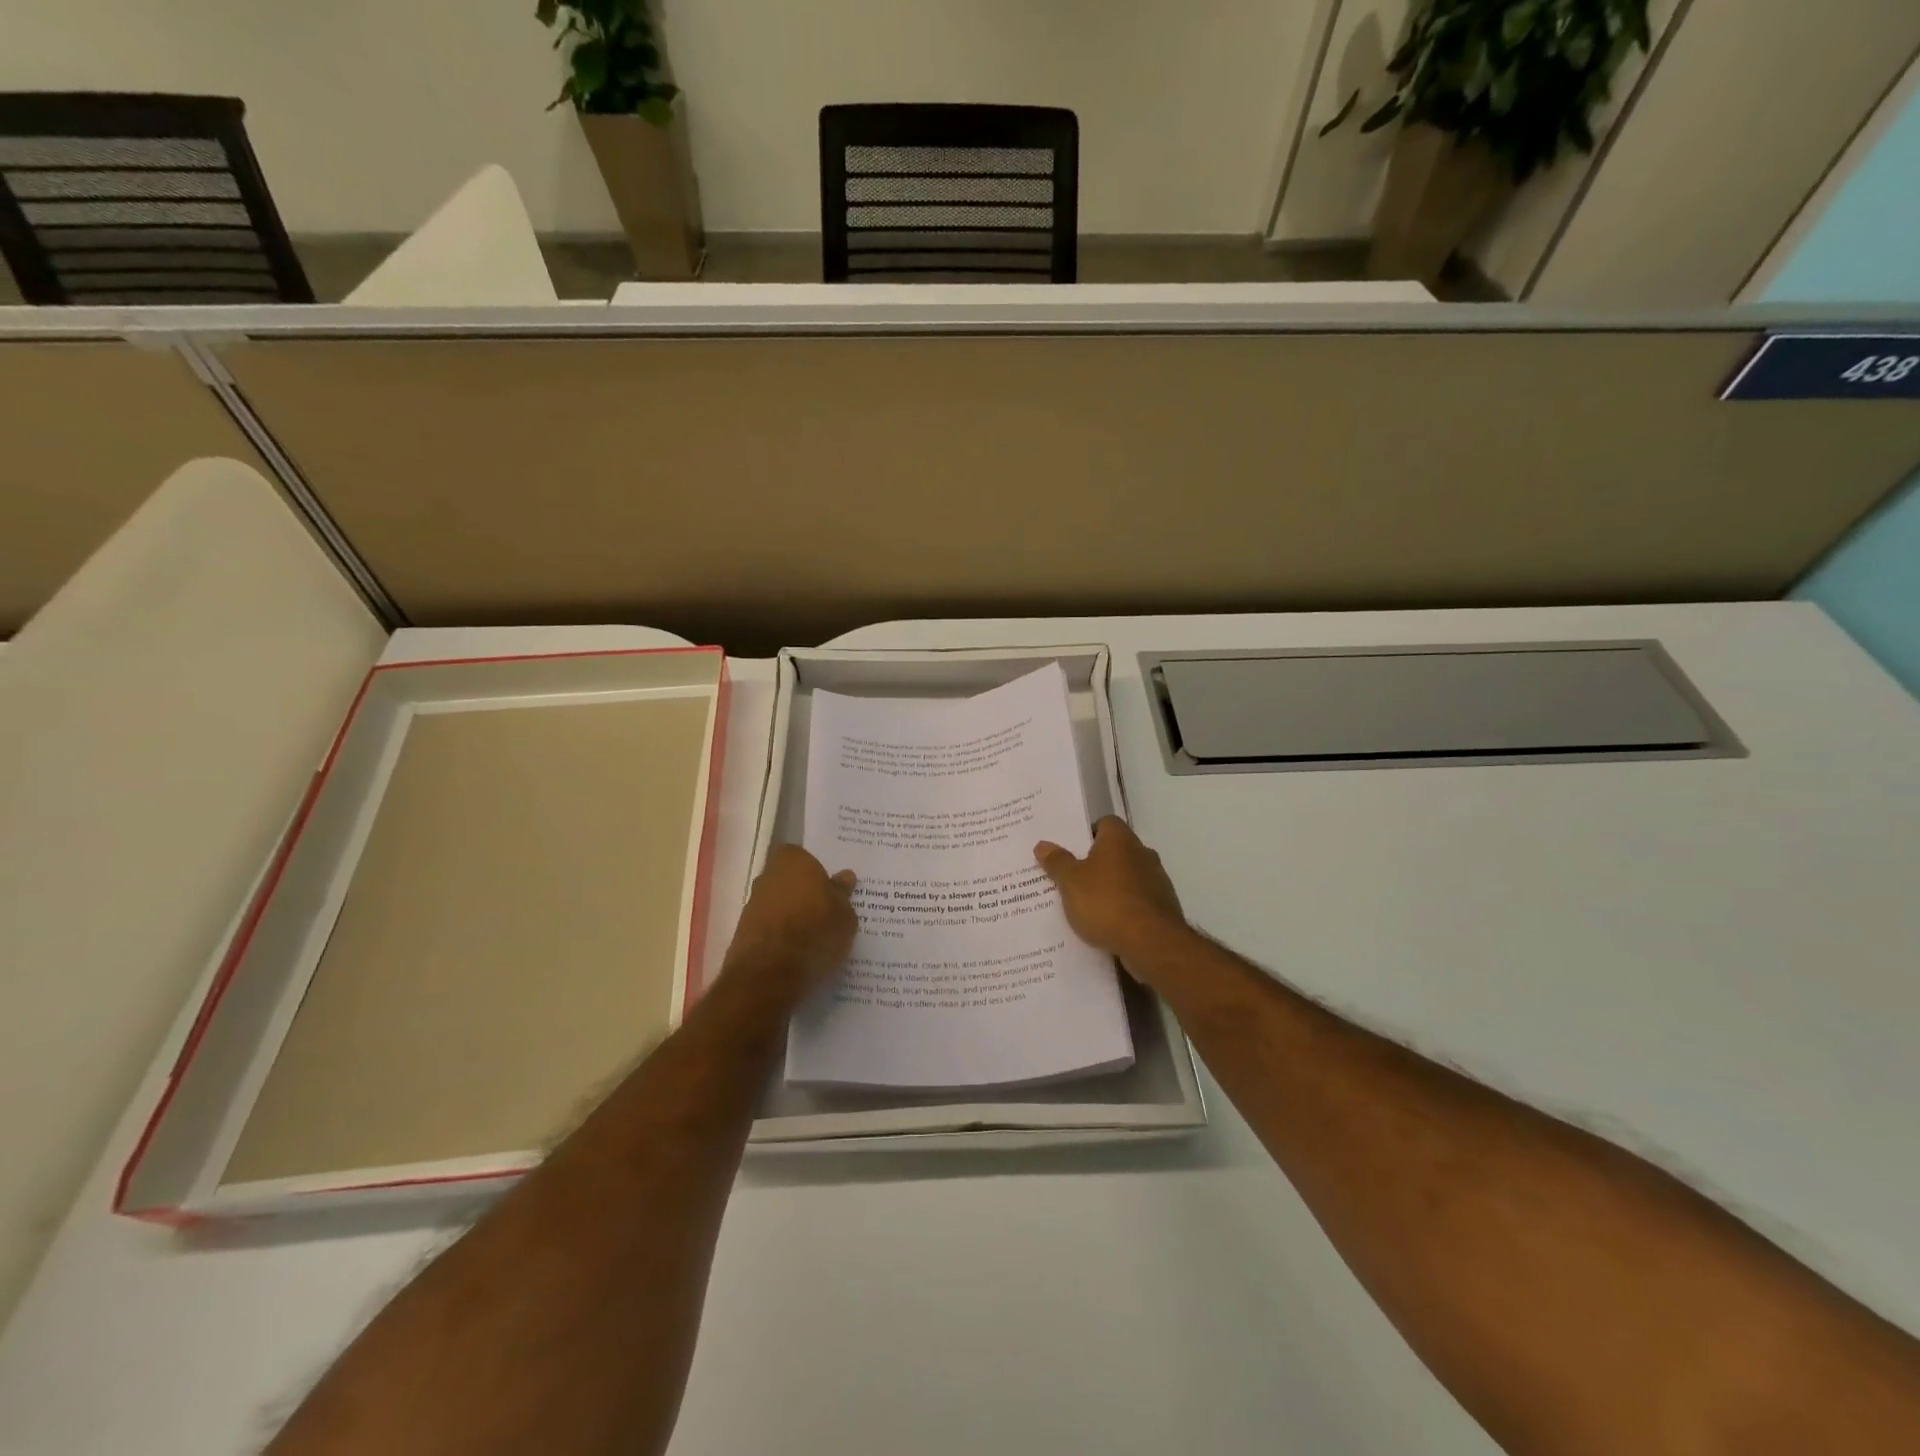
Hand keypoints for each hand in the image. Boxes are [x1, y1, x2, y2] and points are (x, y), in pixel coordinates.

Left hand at [724, 845, 858, 1002]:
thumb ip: (842, 894)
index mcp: (793, 861)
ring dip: (791, 917)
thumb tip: (844, 877)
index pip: (803, 856)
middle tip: (825, 913)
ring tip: (813, 939)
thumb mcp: (844, 916)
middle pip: (788, 881)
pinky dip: (780, 937)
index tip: (829, 890)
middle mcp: (767, 877)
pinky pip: (769, 928)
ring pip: (777, 905)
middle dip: (803, 893)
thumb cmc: (814, 934)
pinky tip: (796, 954)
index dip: (816, 872)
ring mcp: (752, 905)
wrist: (768, 975)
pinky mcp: (742, 933)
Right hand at [1035, 816, 1187, 969]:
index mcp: (1120, 840)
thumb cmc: (1106, 902)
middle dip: (1097, 863)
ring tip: (1087, 905)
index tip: (1071, 850)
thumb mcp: (1071, 882)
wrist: (1151, 942)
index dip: (1088, 833)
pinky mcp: (1164, 907)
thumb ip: (1057, 862)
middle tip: (1072, 877)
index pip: (1105, 823)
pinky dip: (1125, 908)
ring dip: (1112, 887)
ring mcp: (1157, 880)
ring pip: (1128, 877)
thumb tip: (1043, 845)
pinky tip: (1108, 924)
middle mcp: (1143, 853)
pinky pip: (1138, 900)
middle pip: (1116, 851)